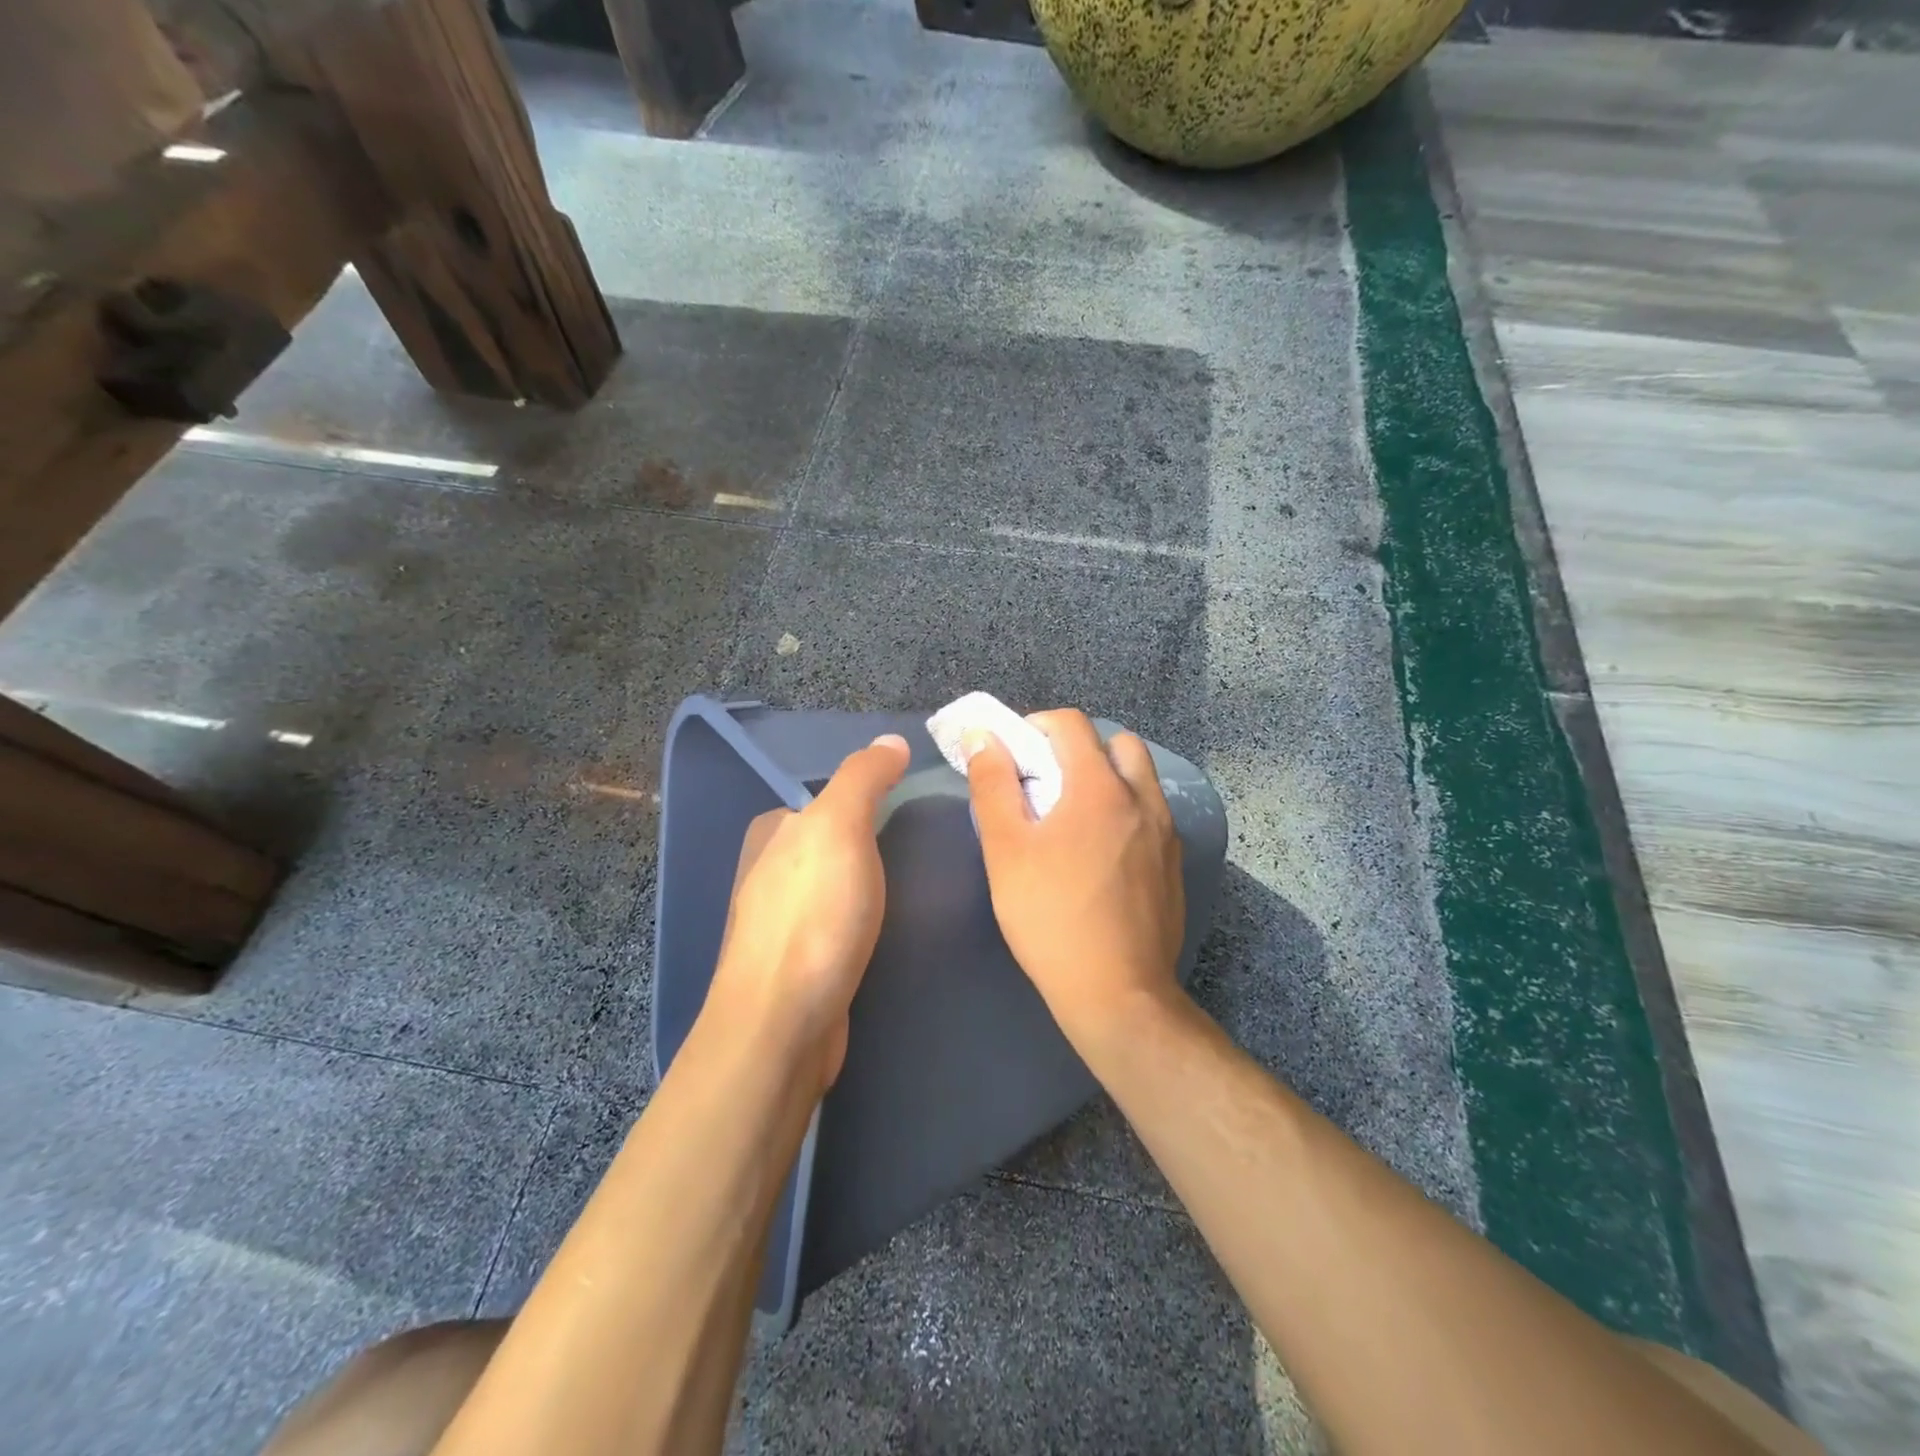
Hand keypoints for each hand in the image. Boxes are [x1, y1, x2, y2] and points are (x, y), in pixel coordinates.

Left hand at [703, 734, 910, 1092]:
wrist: (783, 1026)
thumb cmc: (814, 916)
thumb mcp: (839, 827)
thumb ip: (862, 778)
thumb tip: (891, 740)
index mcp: (773, 833)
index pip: (829, 797)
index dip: (873, 795)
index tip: (917, 803)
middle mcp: (771, 872)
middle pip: (836, 841)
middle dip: (876, 839)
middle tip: (932, 843)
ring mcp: (784, 922)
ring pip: (840, 884)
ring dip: (873, 882)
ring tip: (923, 883)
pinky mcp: (802, 965)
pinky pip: (842, 923)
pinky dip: (866, 918)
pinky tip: (892, 928)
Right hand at [965, 709, 1187, 1050]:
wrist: (1116, 993)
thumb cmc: (1050, 917)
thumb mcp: (1006, 850)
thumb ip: (993, 785)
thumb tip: (984, 737)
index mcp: (1099, 787)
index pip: (1070, 724)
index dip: (1035, 725)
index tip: (1013, 754)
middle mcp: (1142, 798)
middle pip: (1116, 743)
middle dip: (1078, 748)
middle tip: (1046, 783)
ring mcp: (1166, 832)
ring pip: (1140, 778)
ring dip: (1107, 778)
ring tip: (1074, 817)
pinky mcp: (1174, 864)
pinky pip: (1151, 814)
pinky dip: (1125, 811)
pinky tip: (1100, 854)